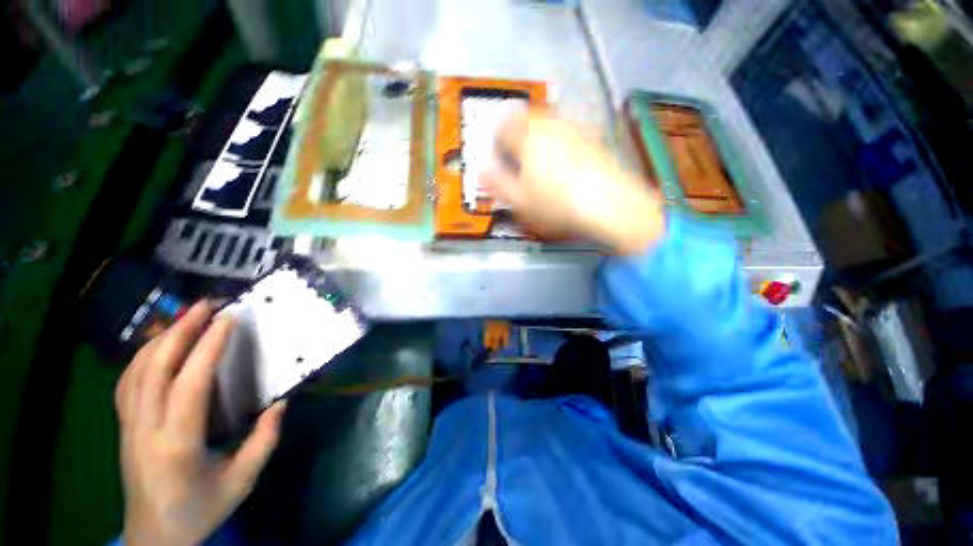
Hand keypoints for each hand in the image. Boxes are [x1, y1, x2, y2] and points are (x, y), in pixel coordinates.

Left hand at [115, 301, 285, 545]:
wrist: (154, 538)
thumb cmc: (200, 510)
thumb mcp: (242, 481)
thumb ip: (264, 440)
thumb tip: (281, 403)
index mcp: (178, 443)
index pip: (191, 383)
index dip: (209, 346)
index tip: (228, 319)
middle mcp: (146, 428)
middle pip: (155, 368)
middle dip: (180, 330)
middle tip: (205, 305)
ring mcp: (129, 427)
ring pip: (135, 372)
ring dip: (160, 339)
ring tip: (185, 318)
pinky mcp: (123, 428)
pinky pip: (126, 383)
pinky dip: (141, 357)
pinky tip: (157, 347)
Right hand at [480, 111, 664, 253]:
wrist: (609, 204)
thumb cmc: (559, 204)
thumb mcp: (519, 200)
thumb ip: (496, 182)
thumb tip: (482, 169)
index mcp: (528, 137)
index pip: (502, 126)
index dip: (495, 140)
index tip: (497, 154)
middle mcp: (551, 125)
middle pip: (526, 118)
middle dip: (516, 135)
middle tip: (516, 157)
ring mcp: (575, 129)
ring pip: (548, 124)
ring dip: (538, 137)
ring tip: (539, 163)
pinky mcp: (593, 139)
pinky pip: (568, 133)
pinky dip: (560, 143)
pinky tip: (564, 166)